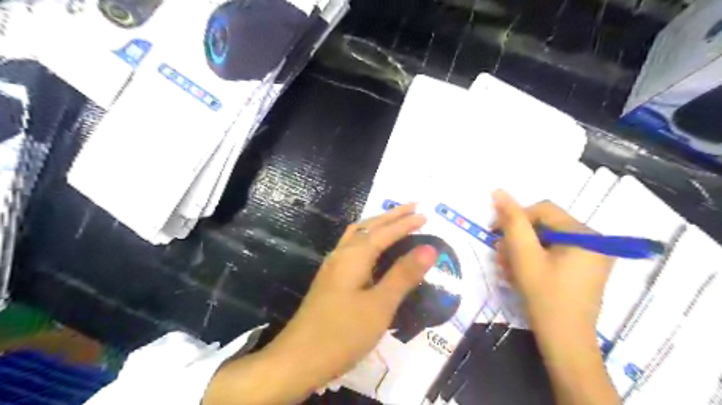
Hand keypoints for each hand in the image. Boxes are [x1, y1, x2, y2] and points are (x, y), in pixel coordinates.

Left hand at [205, 206, 440, 404]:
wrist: (297, 360)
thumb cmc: (342, 333)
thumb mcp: (379, 305)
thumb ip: (403, 275)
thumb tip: (429, 248)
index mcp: (354, 256)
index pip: (384, 232)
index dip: (405, 223)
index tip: (425, 215)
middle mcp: (341, 255)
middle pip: (368, 227)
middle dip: (391, 216)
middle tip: (412, 207)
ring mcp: (332, 267)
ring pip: (357, 235)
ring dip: (377, 225)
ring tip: (394, 221)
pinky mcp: (330, 280)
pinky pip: (352, 248)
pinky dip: (368, 239)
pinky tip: (372, 250)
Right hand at [491, 190, 613, 341]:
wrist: (565, 342)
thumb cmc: (545, 297)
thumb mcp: (524, 256)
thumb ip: (513, 221)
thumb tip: (499, 191)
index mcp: (584, 234)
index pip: (542, 210)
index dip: (514, 217)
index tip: (494, 233)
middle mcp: (593, 241)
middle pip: (544, 226)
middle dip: (517, 240)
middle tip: (501, 257)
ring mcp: (590, 256)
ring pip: (545, 241)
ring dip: (521, 252)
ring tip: (507, 270)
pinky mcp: (583, 269)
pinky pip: (552, 254)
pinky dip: (533, 261)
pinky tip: (520, 275)